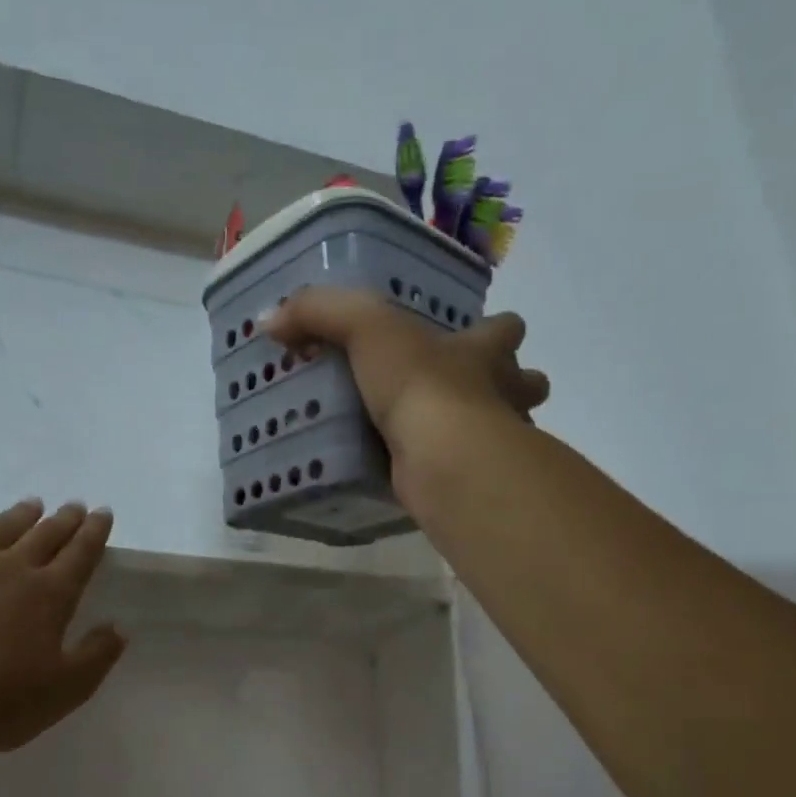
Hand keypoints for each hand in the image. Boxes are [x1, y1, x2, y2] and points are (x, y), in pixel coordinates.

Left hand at [0, 498, 126, 759]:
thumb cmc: (4, 704)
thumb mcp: (69, 688)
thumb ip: (98, 654)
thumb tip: (118, 627)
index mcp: (51, 594)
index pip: (81, 553)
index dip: (95, 531)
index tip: (103, 513)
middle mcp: (13, 569)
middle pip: (45, 534)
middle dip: (65, 519)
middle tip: (75, 506)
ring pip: (1, 528)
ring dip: (21, 514)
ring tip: (34, 504)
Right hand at [260, 286, 548, 471]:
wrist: (444, 458)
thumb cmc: (421, 383)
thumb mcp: (365, 327)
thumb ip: (320, 313)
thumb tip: (270, 320)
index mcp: (484, 352)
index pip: (505, 330)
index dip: (496, 330)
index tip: (477, 335)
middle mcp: (500, 395)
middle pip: (524, 384)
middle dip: (509, 386)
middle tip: (465, 393)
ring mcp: (492, 444)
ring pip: (504, 434)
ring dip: (479, 433)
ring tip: (436, 437)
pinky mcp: (471, 483)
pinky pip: (462, 475)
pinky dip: (446, 475)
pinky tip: (415, 477)